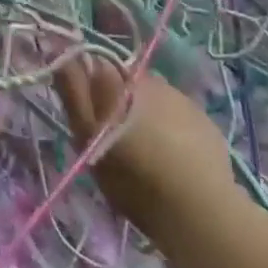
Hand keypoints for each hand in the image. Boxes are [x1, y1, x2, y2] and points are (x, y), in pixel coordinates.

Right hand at [54, 54, 241, 233]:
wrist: (200, 211)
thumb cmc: (133, 177)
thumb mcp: (89, 139)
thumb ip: (74, 93)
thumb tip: (62, 56)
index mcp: (121, 83)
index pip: (98, 66)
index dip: (92, 87)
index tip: (91, 116)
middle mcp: (152, 81)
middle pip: (127, 82)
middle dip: (120, 101)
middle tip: (117, 140)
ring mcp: (183, 99)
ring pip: (155, 97)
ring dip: (147, 112)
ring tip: (148, 149)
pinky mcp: (205, 120)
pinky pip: (179, 113)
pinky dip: (172, 127)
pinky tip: (174, 156)